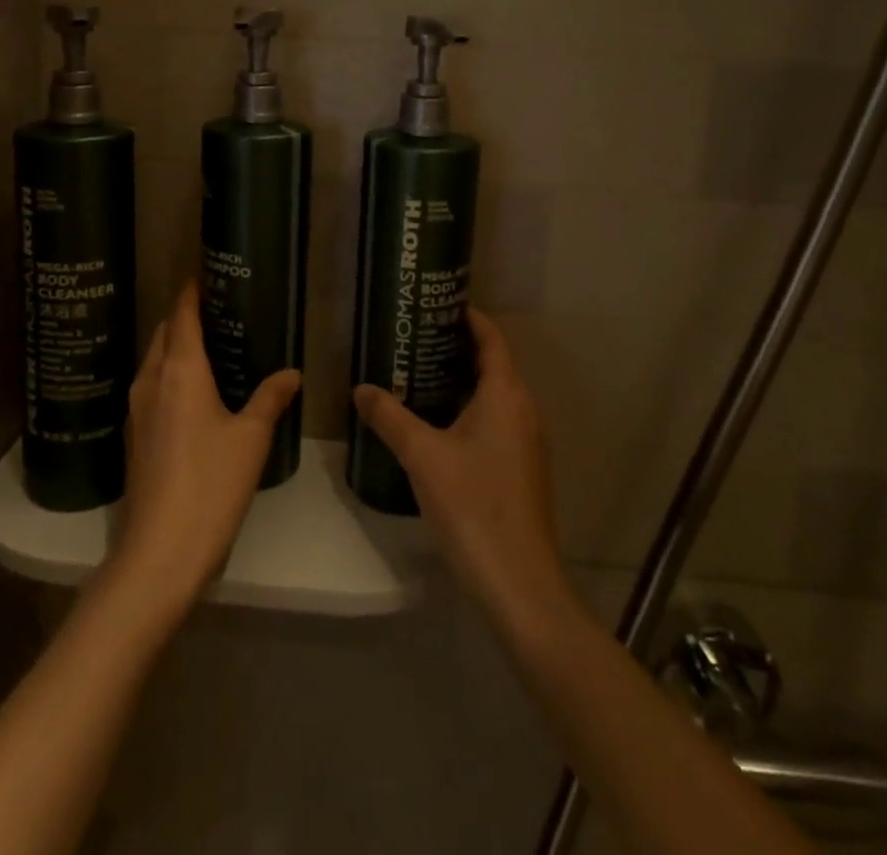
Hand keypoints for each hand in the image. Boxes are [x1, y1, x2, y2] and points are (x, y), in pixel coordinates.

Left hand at [111, 282, 300, 613]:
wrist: (160, 552)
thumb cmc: (210, 484)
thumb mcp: (250, 438)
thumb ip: (270, 398)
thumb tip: (291, 372)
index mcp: (179, 370)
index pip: (181, 314)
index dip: (191, 290)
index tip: (206, 273)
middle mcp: (151, 380)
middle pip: (163, 333)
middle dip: (184, 316)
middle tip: (218, 310)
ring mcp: (138, 409)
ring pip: (154, 360)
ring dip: (175, 345)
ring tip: (210, 345)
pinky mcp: (135, 435)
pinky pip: (152, 386)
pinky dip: (170, 373)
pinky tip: (194, 391)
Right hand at [353, 309, 578, 634]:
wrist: (519, 584)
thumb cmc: (473, 506)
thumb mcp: (422, 456)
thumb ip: (390, 417)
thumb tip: (360, 388)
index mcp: (506, 395)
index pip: (492, 339)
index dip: (468, 317)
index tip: (436, 303)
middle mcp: (523, 411)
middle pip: (493, 364)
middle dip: (456, 347)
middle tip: (413, 336)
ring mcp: (526, 443)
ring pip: (493, 395)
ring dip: (460, 380)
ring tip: (416, 372)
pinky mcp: (521, 469)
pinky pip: (494, 420)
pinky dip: (467, 408)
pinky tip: (434, 422)